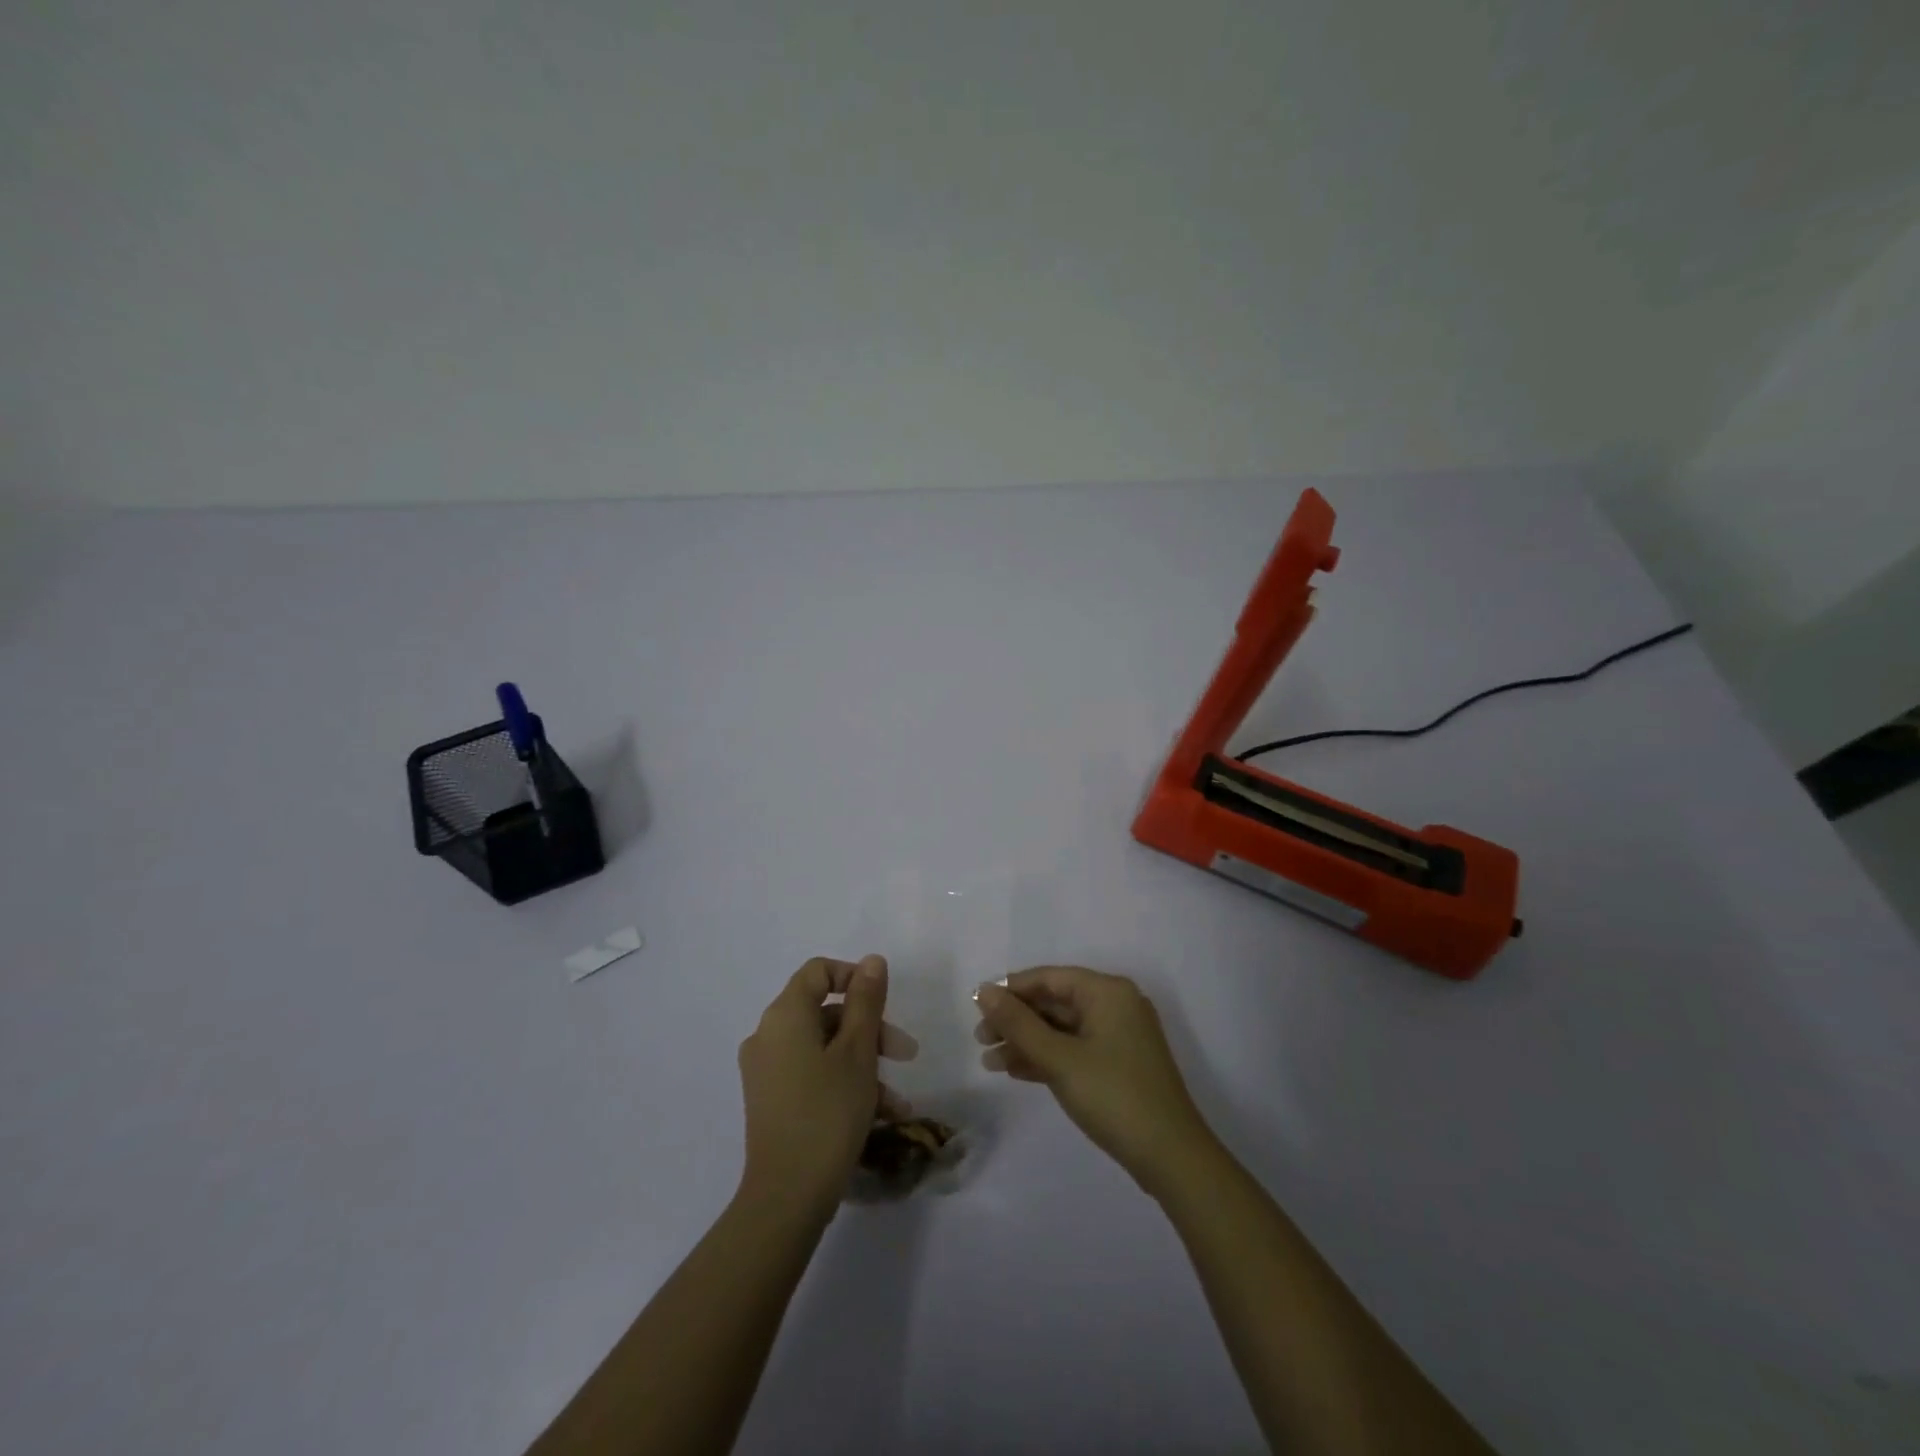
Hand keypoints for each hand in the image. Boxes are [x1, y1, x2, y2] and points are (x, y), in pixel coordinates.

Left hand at [737, 955, 914, 1215]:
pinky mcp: (771, 1101)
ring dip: (864, 1063)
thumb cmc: (828, 1112)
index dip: (854, 978)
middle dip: (870, 1028)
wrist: (787, 1197)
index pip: (818, 971)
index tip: (885, 1003)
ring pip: (823, 1047)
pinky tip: (881, 1116)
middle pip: (825, 1011)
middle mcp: (768, 1036)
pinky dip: (844, 1084)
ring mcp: (767, 1071)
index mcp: (785, 1015)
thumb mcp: (858, 1051)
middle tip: (905, 1053)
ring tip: (897, 1099)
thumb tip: (871, 961)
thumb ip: (866, 1001)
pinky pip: (812, 1074)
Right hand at [975, 966, 1217, 1197]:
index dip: (1010, 990)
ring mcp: (1118, 1036)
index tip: (976, 1007)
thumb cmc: (1113, 1096)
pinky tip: (1015, 1071)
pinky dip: (1046, 1058)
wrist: (1171, 1157)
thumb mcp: (1059, 1058)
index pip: (1049, 977)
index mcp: (1107, 991)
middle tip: (980, 1040)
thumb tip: (983, 991)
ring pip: (1061, 1029)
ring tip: (989, 1062)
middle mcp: (1115, 1005)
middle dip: (1016, 1020)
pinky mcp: (1118, 1064)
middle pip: (1054, 1002)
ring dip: (1026, 1042)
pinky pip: (1074, 1049)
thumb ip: (1018, 1024)